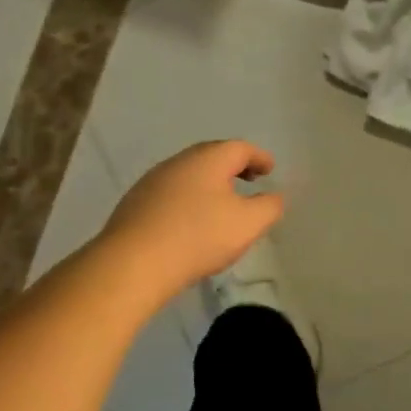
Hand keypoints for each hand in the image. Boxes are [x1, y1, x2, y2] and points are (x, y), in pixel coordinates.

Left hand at [99, 140, 283, 303]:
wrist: (134, 262)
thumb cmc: (198, 237)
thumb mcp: (247, 224)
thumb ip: (269, 207)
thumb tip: (275, 196)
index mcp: (208, 159)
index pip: (240, 148)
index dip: (259, 157)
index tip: (270, 169)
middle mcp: (179, 161)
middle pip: (212, 156)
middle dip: (233, 166)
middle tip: (249, 180)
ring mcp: (153, 180)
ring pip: (189, 174)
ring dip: (209, 183)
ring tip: (221, 202)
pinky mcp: (135, 202)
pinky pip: (171, 193)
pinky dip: (188, 198)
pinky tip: (190, 220)